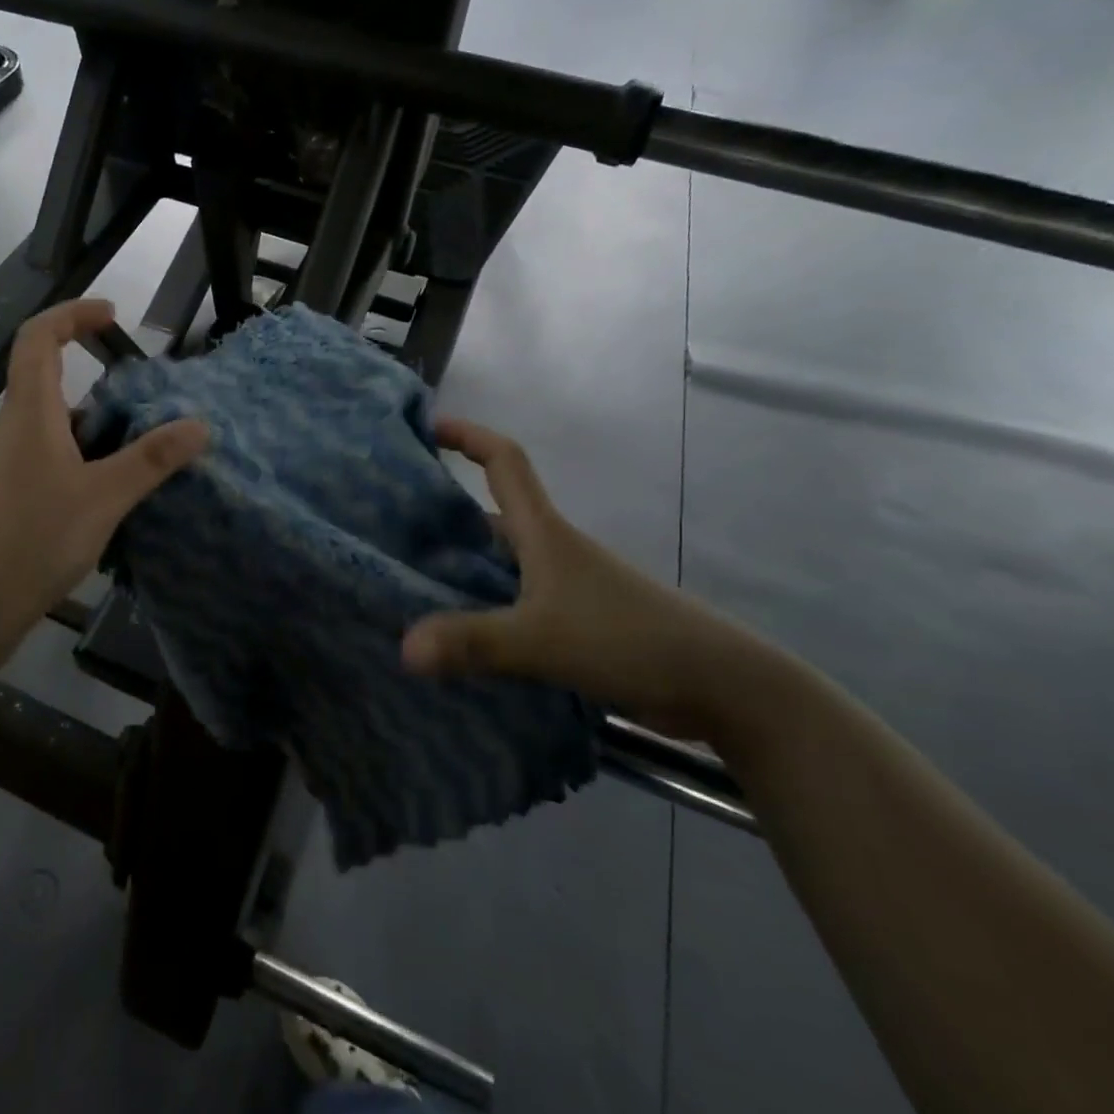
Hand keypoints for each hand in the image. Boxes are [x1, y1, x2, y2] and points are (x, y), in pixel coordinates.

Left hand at [0, 299, 208, 660]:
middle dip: (102, 387)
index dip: (72, 315)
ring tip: (144, 459)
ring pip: (56, 432)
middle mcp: (13, 432)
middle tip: (150, 409)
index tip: (112, 316)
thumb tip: (199, 425)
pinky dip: (84, 468)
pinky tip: (113, 502)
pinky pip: (51, 466)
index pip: (39, 337)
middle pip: (51, 385)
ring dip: (97, 434)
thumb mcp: (102, 498)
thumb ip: (151, 460)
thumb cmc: (29, 539)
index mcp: (30, 413)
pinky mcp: (6, 504)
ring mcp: (5, 469)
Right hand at [403, 419, 777, 739]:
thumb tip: (403, 649)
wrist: (722, 686)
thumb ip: (473, 643)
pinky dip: (480, 605)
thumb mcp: (542, 639)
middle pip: (491, 512)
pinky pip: (511, 600)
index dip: (468, 436)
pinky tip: (455, 634)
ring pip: (499, 561)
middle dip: (445, 510)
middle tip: (392, 523)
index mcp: (544, 532)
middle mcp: (551, 550)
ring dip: (460, 563)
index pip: (504, 462)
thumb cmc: (629, 638)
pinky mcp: (574, 621)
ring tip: (409, 580)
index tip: (428, 427)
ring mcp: (564, 586)